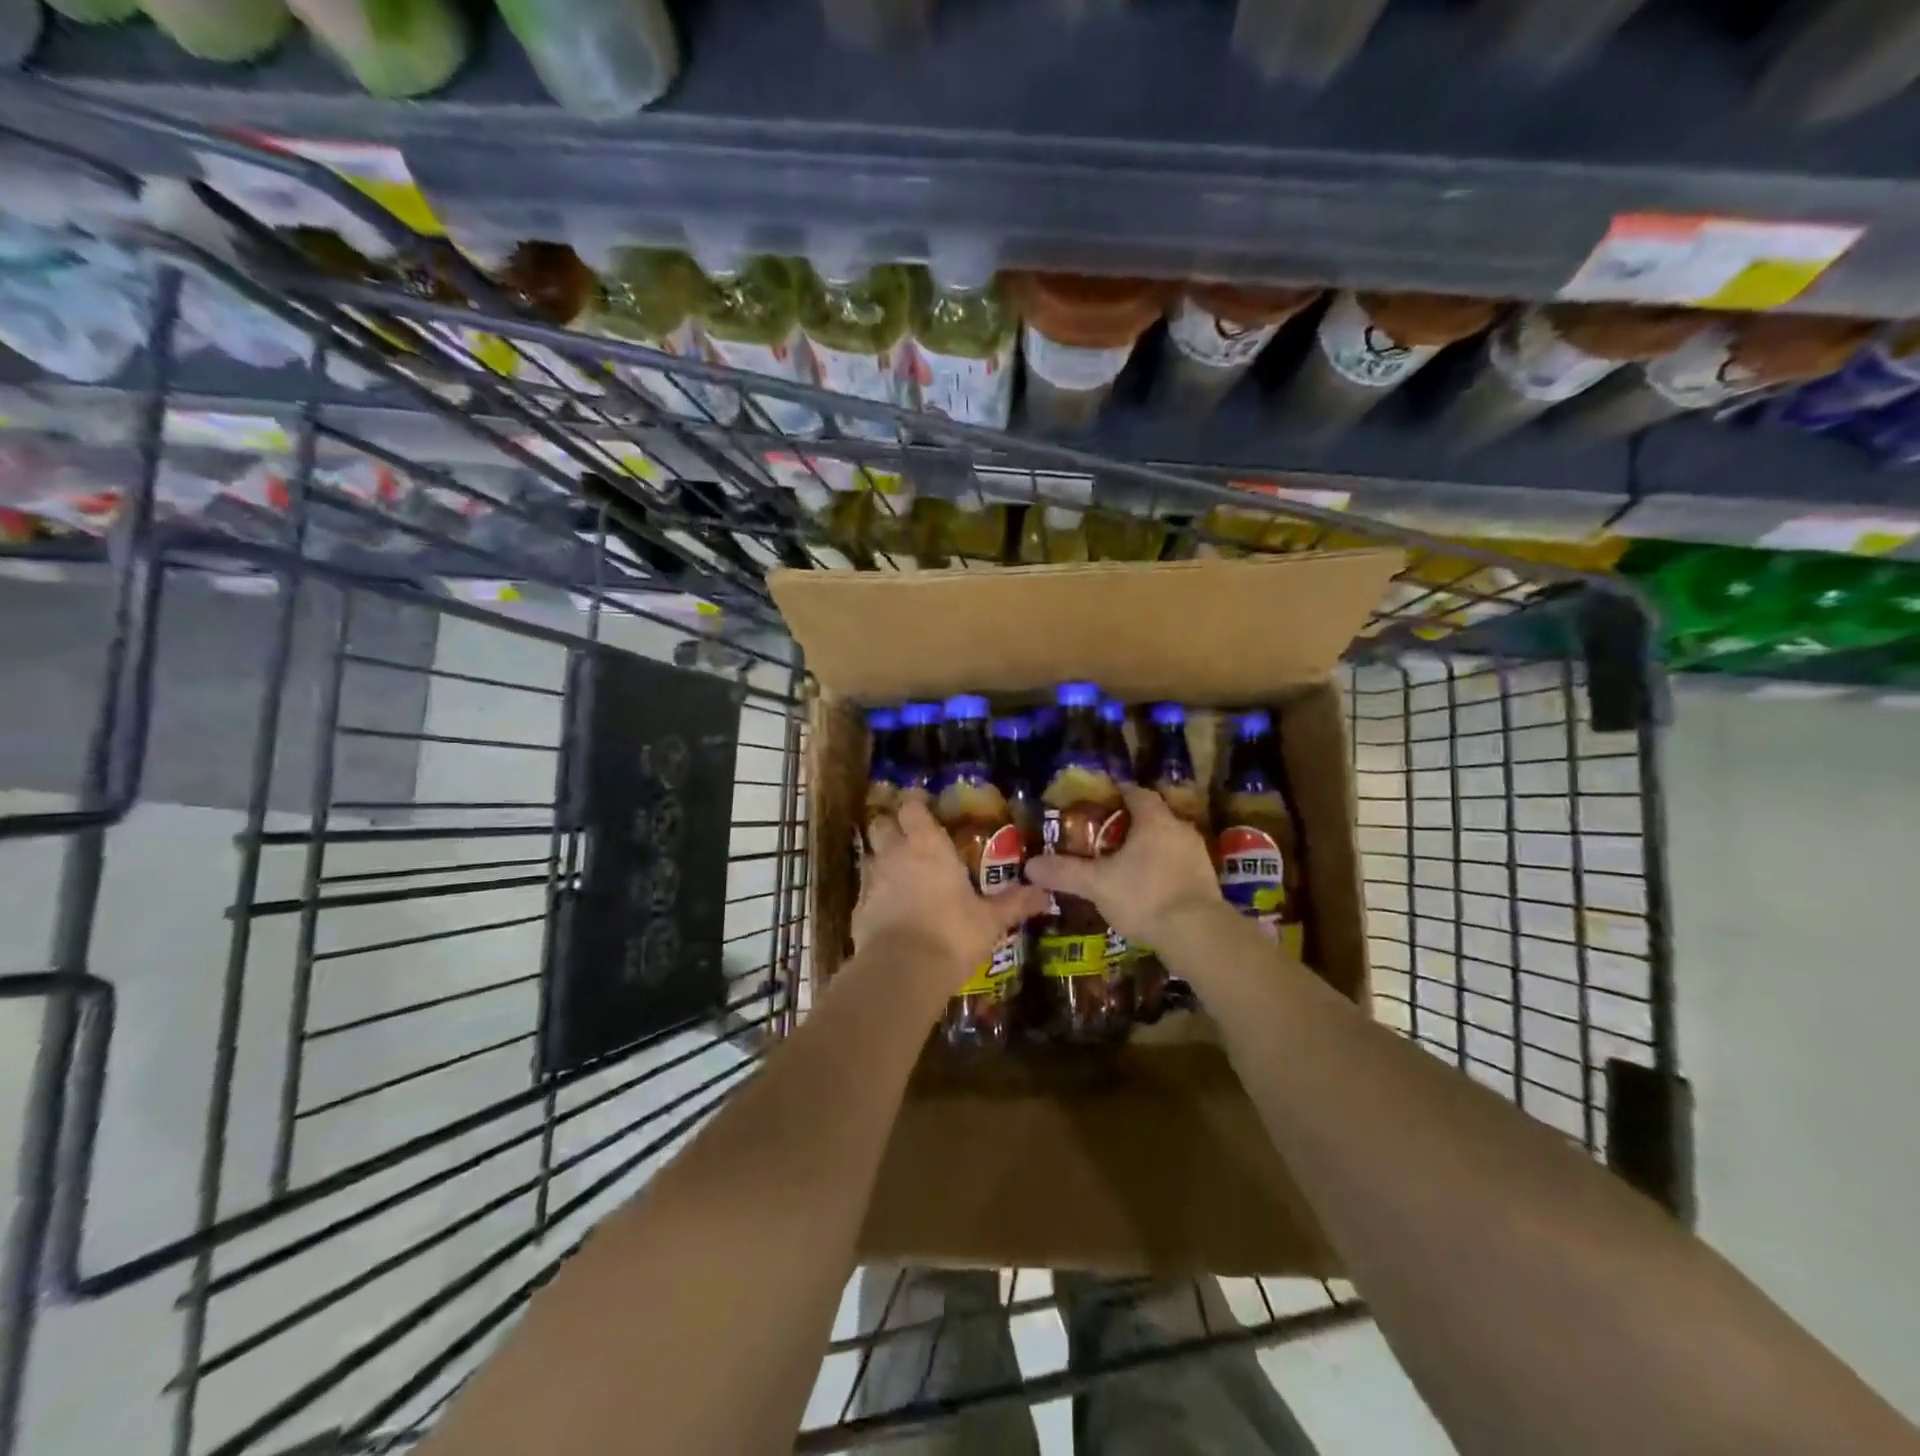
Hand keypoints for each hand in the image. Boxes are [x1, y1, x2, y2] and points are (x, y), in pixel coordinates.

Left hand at [855, 798, 1050, 1002]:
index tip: (922, 803)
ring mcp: (871, 881)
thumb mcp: (990, 920)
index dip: (914, 802)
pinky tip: (888, 908)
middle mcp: (894, 854)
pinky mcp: (857, 909)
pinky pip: (865, 890)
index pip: (911, 807)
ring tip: (898, 870)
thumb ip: (1014, 903)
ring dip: (880, 858)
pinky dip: (875, 893)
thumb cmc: (952, 934)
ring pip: (869, 855)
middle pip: (881, 824)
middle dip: (890, 824)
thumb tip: (1045, 894)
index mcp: (927, 846)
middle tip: (907, 834)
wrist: (902, 971)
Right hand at [1024, 784, 1222, 947]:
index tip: (1101, 802)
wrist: (1197, 934)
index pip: (1137, 793)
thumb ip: (1065, 872)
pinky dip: (1163, 870)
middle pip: (1154, 817)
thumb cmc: (1145, 896)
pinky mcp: (1207, 882)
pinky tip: (1148, 889)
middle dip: (1131, 825)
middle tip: (1106, 837)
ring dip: (1149, 849)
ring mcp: (1198, 856)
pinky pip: (1179, 865)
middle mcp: (1180, 830)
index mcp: (1155, 820)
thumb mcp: (1097, 884)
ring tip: (1124, 865)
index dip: (1118, 794)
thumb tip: (1030, 866)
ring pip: (1168, 842)